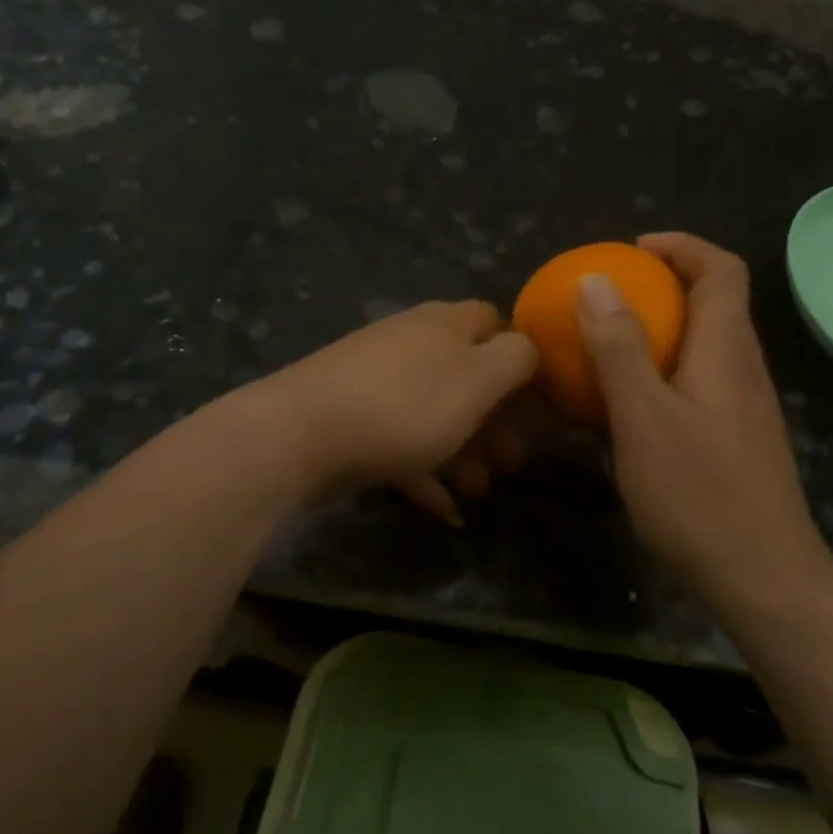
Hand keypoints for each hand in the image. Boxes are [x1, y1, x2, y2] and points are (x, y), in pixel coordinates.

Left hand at [251, 300, 537, 520]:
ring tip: (477, 493)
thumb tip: (527, 347)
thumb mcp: (477, 381)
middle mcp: (411, 343)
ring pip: (434, 413)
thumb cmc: (403, 407)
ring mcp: (376, 380)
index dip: (519, 359)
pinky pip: (399, 442)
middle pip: (466, 376)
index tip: (535, 403)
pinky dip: (423, 472)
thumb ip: (514, 360)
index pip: (494, 323)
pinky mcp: (351, 418)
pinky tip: (442, 510)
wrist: (298, 436)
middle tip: (511, 463)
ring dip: (463, 452)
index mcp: (445, 325)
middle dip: (494, 422)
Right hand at [577, 234, 832, 598]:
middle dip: (665, 286)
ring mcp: (744, 407)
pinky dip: (663, 373)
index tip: (631, 250)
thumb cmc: (699, 493)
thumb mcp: (643, 417)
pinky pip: (698, 383)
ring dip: (661, 331)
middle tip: (609, 298)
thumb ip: (619, 347)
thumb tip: (596, 279)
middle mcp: (743, 369)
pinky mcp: (736, 439)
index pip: (721, 269)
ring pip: (705, 346)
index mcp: (727, 350)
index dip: (680, 247)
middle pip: (715, 303)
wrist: (762, 578)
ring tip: (608, 346)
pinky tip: (628, 407)